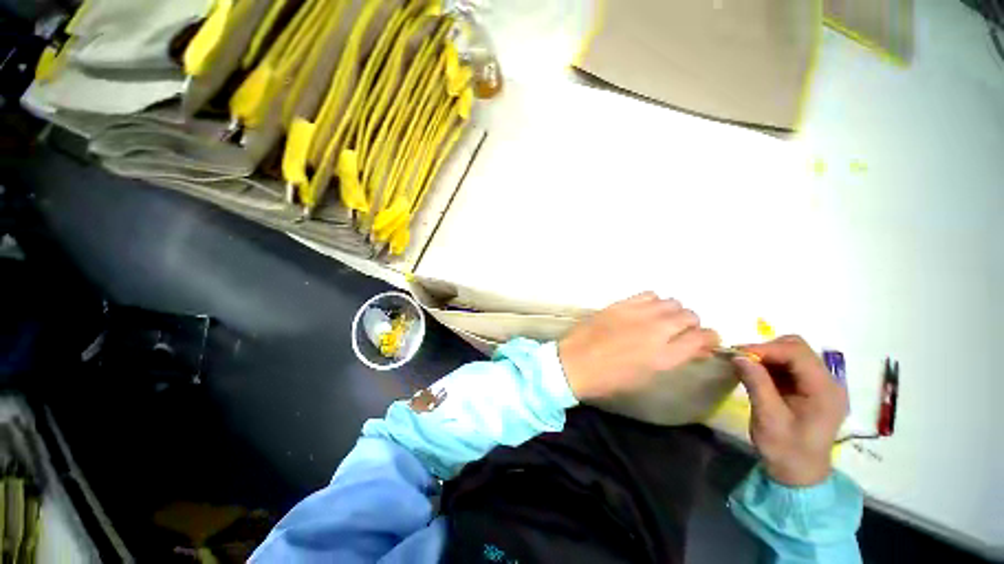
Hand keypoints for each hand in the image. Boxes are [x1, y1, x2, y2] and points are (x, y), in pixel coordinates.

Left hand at [558, 292, 718, 400]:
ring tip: (661, 320)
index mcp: (665, 356)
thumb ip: (673, 359)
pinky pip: (648, 294)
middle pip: (690, 316)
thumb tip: (693, 348)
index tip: (705, 342)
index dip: (709, 339)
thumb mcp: (647, 376)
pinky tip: (645, 310)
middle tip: (680, 332)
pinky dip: (653, 301)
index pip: (703, 337)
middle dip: (691, 325)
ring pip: (671, 302)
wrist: (575, 363)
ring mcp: (638, 314)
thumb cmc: (610, 379)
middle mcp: (657, 331)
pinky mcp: (621, 304)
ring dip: (672, 312)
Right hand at [734, 336, 847, 486]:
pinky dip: (770, 364)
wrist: (798, 473)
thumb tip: (738, 356)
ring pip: (792, 353)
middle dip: (766, 349)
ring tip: (745, 366)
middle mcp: (828, 382)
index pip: (797, 354)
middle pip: (797, 348)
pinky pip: (789, 365)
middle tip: (741, 359)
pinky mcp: (810, 387)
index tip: (737, 353)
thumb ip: (756, 384)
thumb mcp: (768, 418)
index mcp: (824, 391)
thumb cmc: (785, 449)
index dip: (765, 349)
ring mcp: (821, 384)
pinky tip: (756, 374)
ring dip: (767, 356)